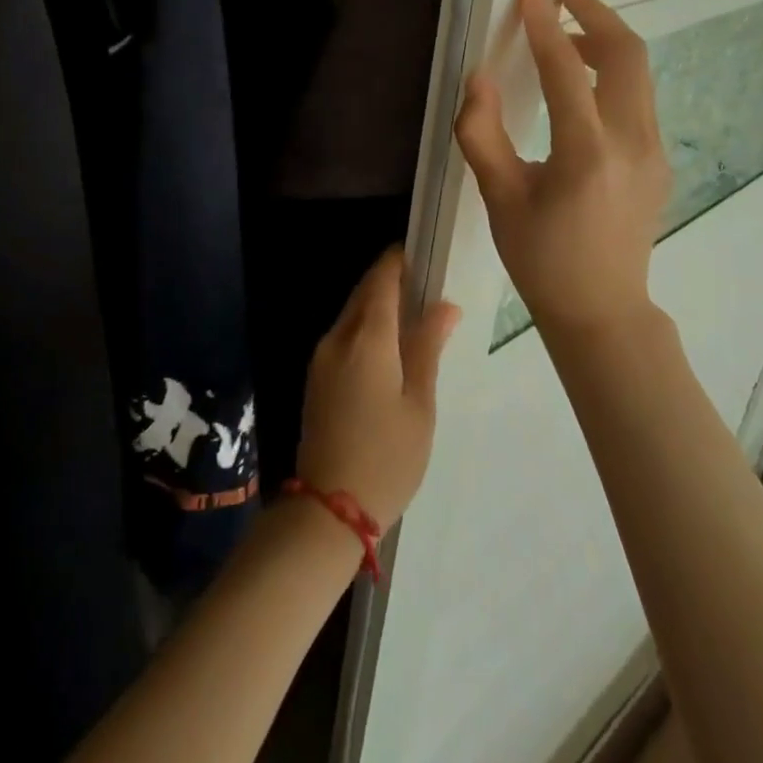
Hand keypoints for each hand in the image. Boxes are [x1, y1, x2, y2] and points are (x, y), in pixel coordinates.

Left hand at [295, 247, 461, 531]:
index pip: (381, 280)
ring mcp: (321, 358)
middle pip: (364, 293)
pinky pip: (344, 335)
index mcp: (366, 339)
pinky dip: (367, 327)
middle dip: (391, 281)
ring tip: (415, 315)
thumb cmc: (387, 457)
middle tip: (426, 285)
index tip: (423, 254)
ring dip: (379, 305)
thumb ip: (428, 348)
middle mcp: (337, 338)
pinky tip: (390, 346)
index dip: (399, 261)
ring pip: (352, 313)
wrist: (329, 509)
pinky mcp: (317, 377)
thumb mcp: (419, 404)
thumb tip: (445, 305)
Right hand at [454, 0, 671, 338]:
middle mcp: (632, 143)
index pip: (568, 70)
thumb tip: (478, 78)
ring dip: (605, 40)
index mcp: (587, 154)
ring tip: (565, 33)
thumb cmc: (541, 259)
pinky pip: (639, 97)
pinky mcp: (659, 159)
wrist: (602, 310)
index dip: (545, 24)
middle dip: (595, 13)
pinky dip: (613, 71)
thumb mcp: (499, 198)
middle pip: (627, 54)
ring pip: (640, 73)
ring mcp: (654, 151)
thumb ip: (481, 134)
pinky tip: (583, 82)